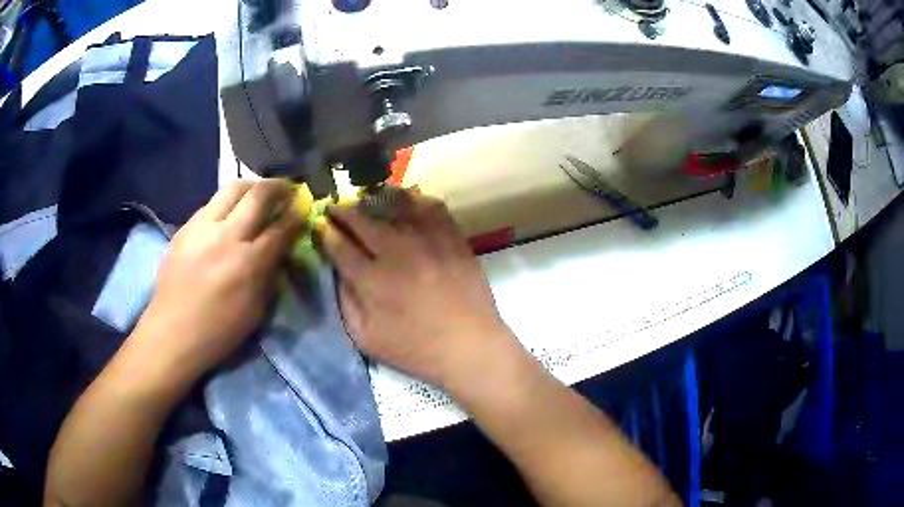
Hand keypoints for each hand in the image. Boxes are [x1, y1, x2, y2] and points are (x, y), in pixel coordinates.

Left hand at [133, 179, 302, 381]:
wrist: (172, 332)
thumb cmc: (219, 331)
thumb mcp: (256, 311)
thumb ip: (270, 274)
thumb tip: (280, 248)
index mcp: (248, 263)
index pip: (281, 227)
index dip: (298, 212)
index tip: (305, 204)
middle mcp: (226, 236)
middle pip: (258, 194)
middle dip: (279, 186)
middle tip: (287, 188)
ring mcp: (202, 228)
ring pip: (232, 189)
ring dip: (251, 187)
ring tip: (258, 194)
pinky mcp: (185, 227)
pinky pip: (211, 204)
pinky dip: (227, 203)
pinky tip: (228, 215)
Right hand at [320, 190, 518, 388]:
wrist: (469, 346)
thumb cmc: (416, 349)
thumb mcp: (367, 339)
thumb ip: (346, 303)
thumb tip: (337, 271)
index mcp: (372, 280)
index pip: (339, 246)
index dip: (325, 233)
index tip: (320, 226)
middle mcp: (397, 252)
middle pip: (362, 220)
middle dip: (343, 211)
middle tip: (336, 208)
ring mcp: (428, 241)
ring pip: (395, 206)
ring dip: (374, 200)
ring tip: (367, 200)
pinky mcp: (453, 238)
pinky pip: (431, 207)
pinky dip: (415, 199)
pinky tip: (407, 200)